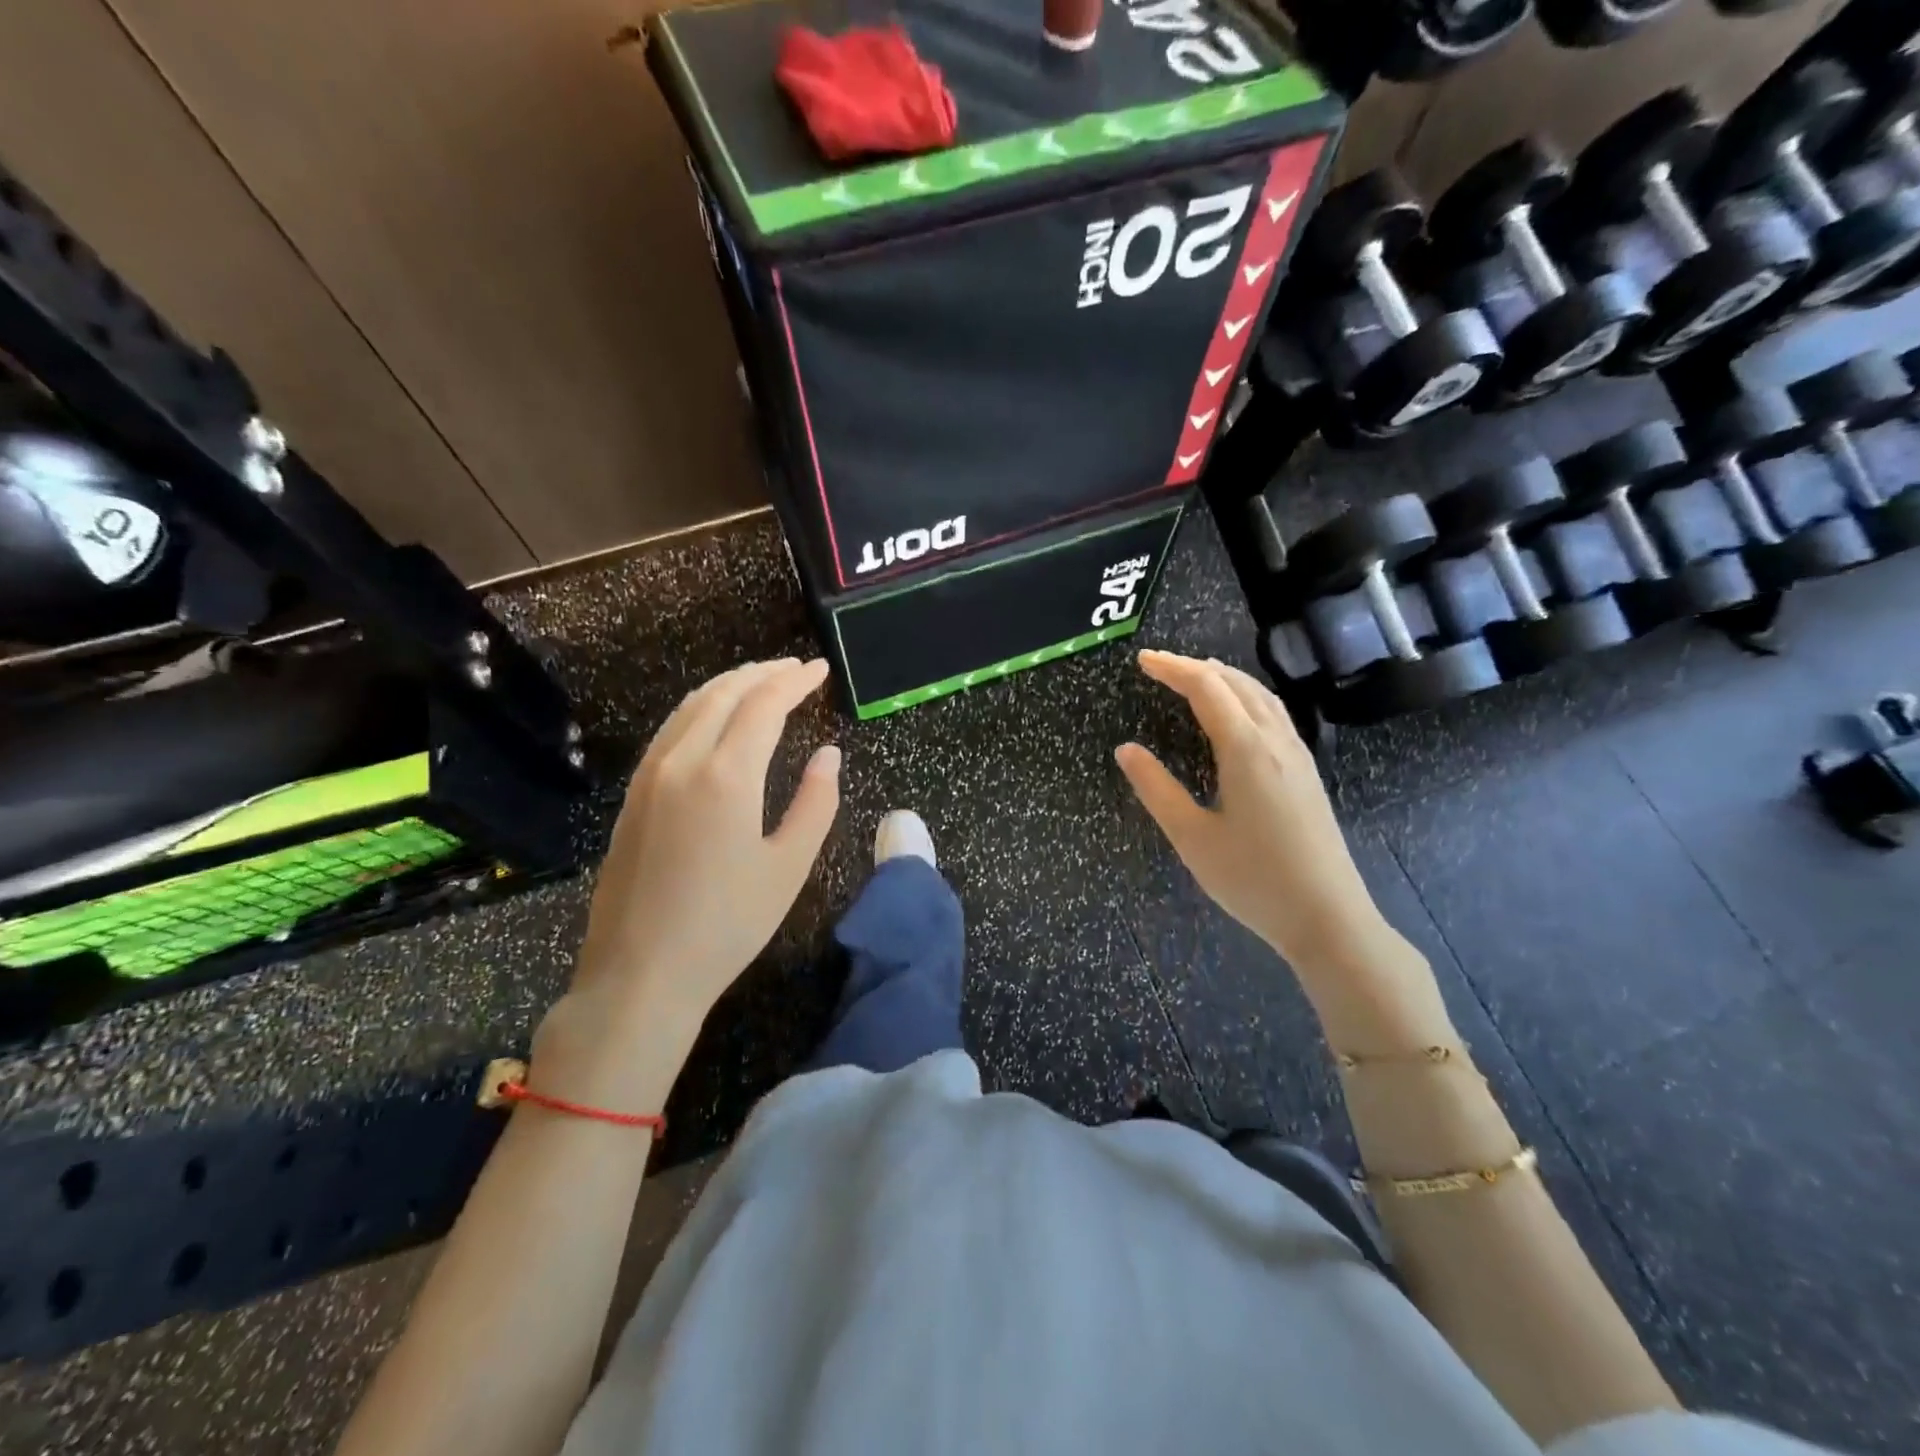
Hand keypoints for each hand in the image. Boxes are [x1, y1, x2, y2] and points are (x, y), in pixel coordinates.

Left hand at [545, 659, 840, 1085]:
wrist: (640, 974)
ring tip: (761, 682)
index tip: (819, 669)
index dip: (794, 681)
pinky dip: (701, 709)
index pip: (763, 705)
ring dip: (729, 685)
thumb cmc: (727, 925)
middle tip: (795, 669)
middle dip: (763, 673)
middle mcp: (682, 761)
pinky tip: (716, 720)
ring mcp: (650, 776)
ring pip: (691, 707)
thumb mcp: (789, 867)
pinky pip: (671, 730)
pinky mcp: (634, 795)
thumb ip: (815, 803)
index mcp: (726, 776)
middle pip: (724, 694)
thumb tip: (827, 755)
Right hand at [1116, 650, 1388, 975]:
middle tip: (1160, 666)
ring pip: (1261, 696)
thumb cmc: (1253, 879)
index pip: (1207, 689)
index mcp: (1246, 750)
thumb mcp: (1192, 837)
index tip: (1142, 660)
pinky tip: (1237, 713)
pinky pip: (1274, 713)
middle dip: (1196, 667)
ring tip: (1196, 675)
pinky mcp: (1306, 773)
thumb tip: (1126, 749)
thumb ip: (1157, 789)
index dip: (1172, 669)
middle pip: (1236, 684)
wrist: (1328, 917)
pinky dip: (1247, 696)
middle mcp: (1275, 741)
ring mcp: (1297, 755)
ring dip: (1225, 677)